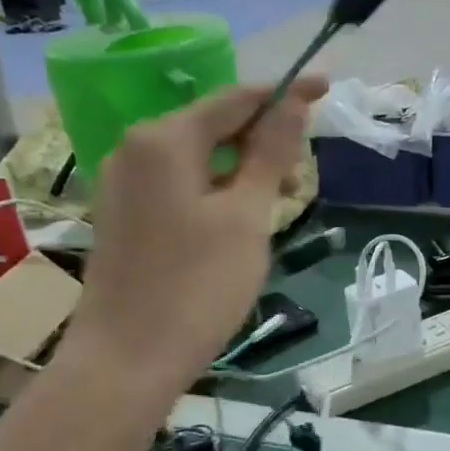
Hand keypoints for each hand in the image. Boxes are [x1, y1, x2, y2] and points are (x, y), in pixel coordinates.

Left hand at [63, 78, 325, 388]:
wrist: (126, 361)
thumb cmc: (197, 286)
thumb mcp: (247, 216)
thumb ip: (271, 152)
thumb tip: (293, 101)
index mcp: (165, 138)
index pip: (237, 97)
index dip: (285, 92)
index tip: (327, 89)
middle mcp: (135, 148)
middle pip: (215, 127)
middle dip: (263, 144)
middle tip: (299, 186)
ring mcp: (122, 183)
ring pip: (199, 160)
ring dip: (242, 174)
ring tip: (271, 215)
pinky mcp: (122, 216)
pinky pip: (178, 186)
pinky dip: (215, 194)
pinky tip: (235, 228)